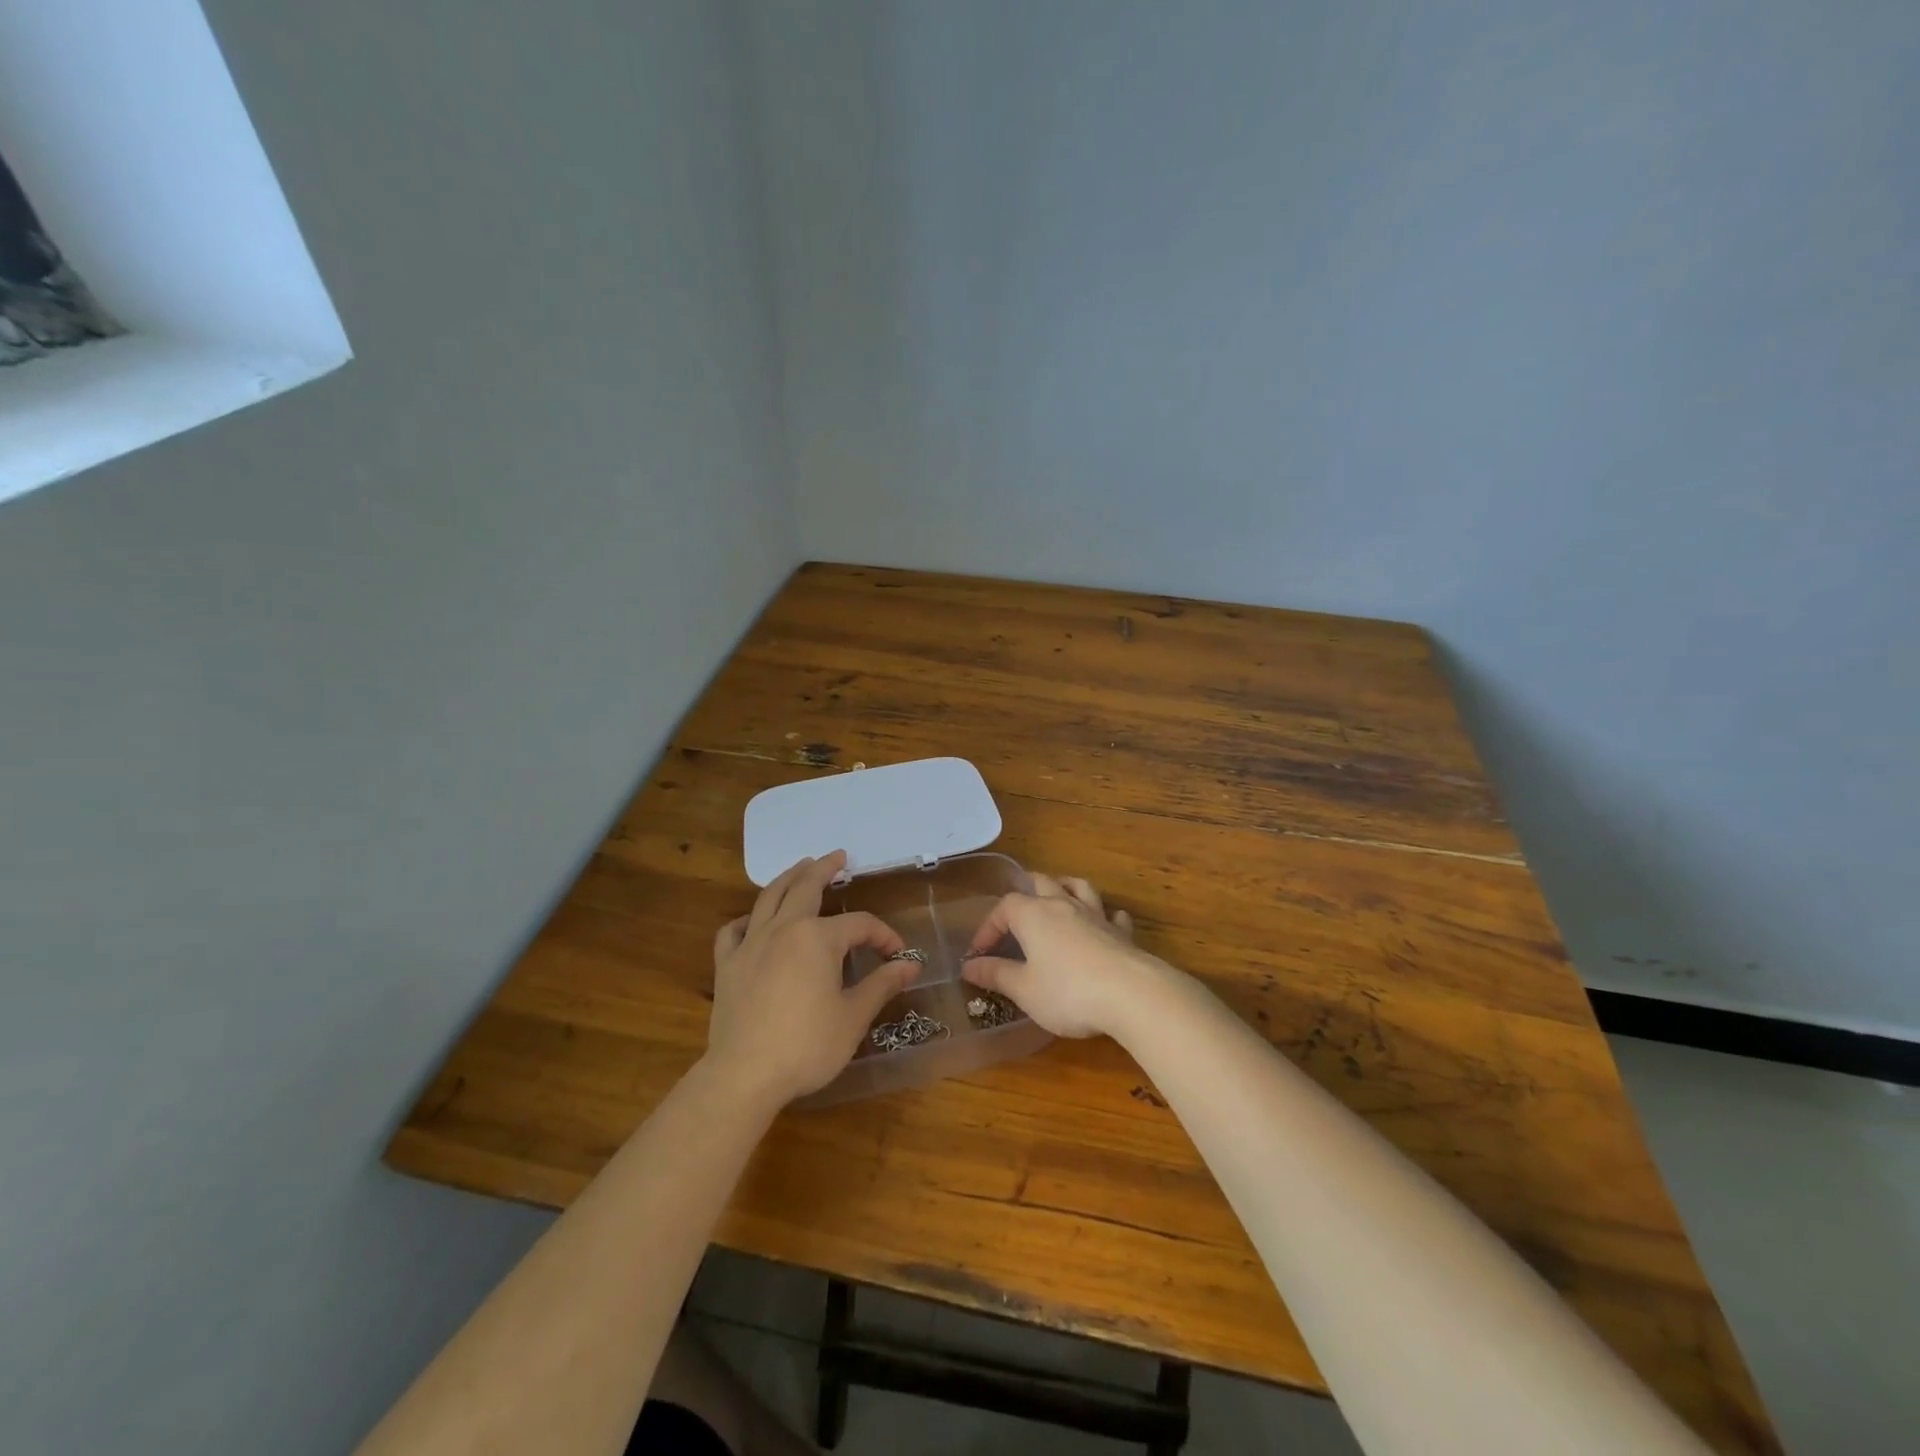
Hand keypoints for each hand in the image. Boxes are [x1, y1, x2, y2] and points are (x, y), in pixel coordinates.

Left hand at [705, 852, 919, 1108]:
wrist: (744, 1075)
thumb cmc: (807, 1045)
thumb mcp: (853, 1016)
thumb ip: (881, 984)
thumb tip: (910, 965)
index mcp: (818, 938)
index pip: (860, 925)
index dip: (882, 935)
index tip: (897, 954)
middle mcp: (784, 929)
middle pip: (806, 887)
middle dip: (825, 869)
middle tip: (838, 856)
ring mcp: (750, 944)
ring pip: (769, 897)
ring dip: (788, 878)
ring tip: (800, 866)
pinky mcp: (727, 965)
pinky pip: (733, 931)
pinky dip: (745, 920)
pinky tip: (753, 921)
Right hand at [961, 875, 1170, 1038]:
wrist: (1131, 994)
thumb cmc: (1067, 992)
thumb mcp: (1024, 989)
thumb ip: (996, 975)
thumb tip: (968, 966)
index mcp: (1033, 915)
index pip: (1004, 907)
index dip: (988, 927)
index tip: (979, 954)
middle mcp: (1064, 905)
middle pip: (1042, 882)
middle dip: (1025, 891)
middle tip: (1015, 911)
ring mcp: (1097, 915)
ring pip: (1079, 887)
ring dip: (1065, 888)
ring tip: (1058, 896)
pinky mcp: (1122, 933)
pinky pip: (1112, 914)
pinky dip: (1105, 915)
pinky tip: (1105, 923)